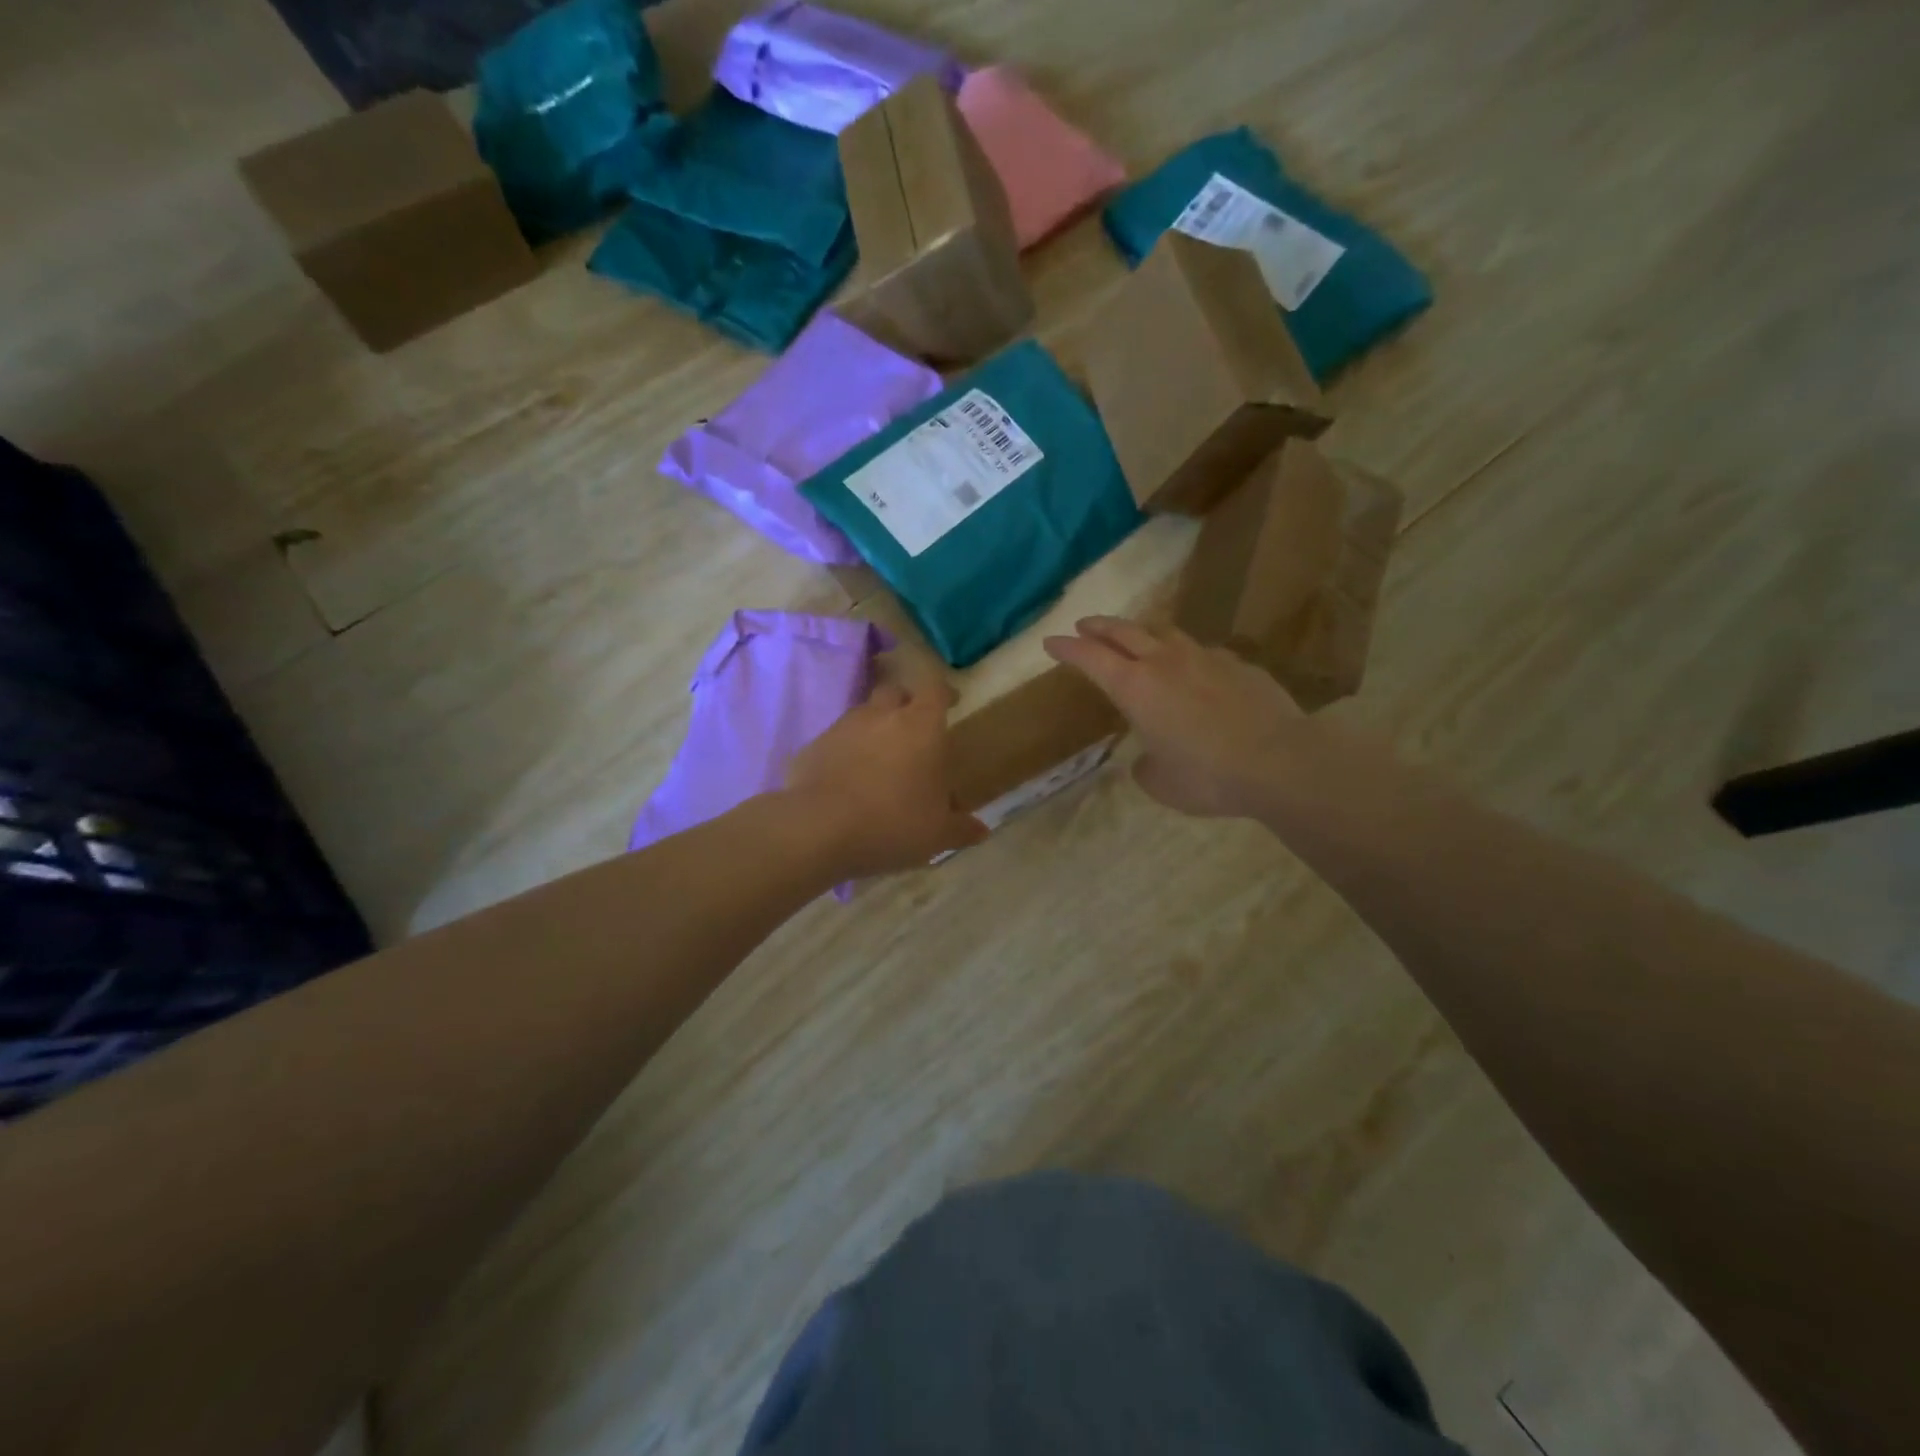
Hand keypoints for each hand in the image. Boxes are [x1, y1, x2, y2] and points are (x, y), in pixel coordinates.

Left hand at [785, 678, 987, 877]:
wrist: (817, 829)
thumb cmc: (892, 823)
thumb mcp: (936, 834)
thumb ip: (960, 828)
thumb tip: (980, 830)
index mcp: (920, 726)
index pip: (935, 689)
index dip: (944, 693)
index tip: (951, 701)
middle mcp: (880, 715)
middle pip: (895, 691)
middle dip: (905, 704)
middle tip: (913, 730)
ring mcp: (842, 728)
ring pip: (862, 714)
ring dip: (873, 728)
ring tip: (879, 760)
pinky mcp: (812, 747)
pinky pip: (835, 741)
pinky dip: (844, 753)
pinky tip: (846, 780)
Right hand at [1043, 617, 1305, 817]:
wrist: (1280, 761)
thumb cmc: (1207, 776)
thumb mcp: (1160, 783)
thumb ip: (1146, 766)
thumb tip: (1148, 759)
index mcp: (1135, 688)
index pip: (1090, 658)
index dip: (1066, 648)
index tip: (1050, 641)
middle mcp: (1165, 662)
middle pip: (1123, 631)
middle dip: (1098, 627)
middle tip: (1084, 625)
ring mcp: (1205, 658)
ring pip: (1165, 633)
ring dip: (1143, 632)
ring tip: (1137, 637)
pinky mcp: (1239, 664)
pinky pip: (1204, 653)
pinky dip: (1188, 656)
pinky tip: (1195, 669)